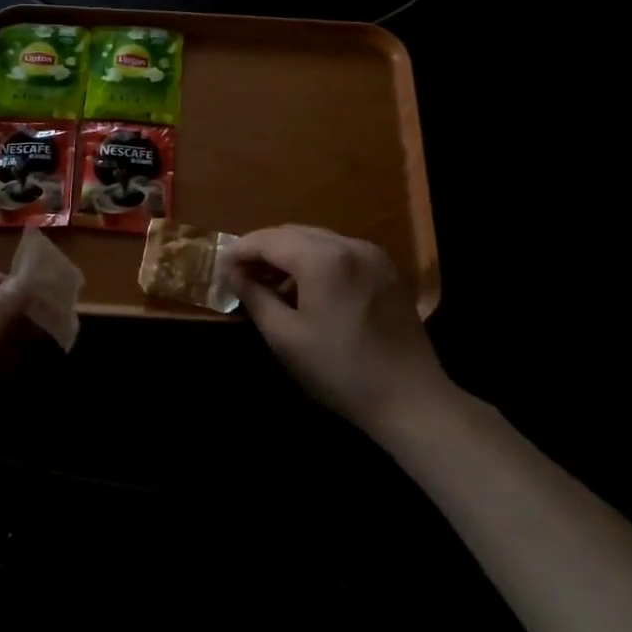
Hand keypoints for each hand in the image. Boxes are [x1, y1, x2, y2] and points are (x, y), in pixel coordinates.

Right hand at [231, 226, 451, 442]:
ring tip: (269, 282)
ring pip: (316, 239)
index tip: (220, 269)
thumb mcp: (285, 337)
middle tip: (240, 275)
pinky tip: (306, 286)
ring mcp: (371, 254)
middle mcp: (348, 244)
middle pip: (292, 233)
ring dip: (289, 254)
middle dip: (263, 250)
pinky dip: (315, 259)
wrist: (410, 398)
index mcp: (322, 259)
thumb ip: (255, 296)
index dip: (240, 251)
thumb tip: (232, 273)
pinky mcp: (385, 268)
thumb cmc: (339, 371)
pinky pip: (339, 251)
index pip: (268, 240)